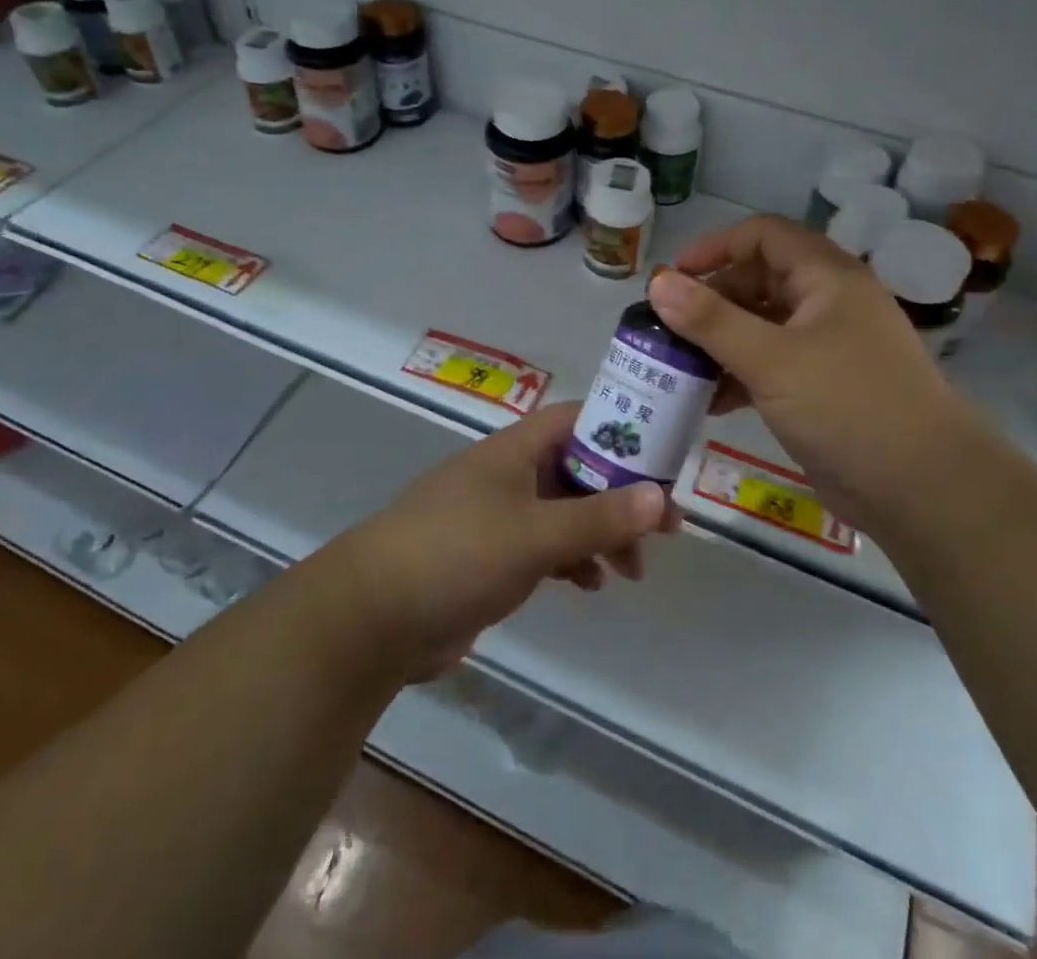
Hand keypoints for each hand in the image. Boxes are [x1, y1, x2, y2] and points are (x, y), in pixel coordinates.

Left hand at [316, 402, 677, 681]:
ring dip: (600, 533)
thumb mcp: (534, 535)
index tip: (662, 459)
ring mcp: (496, 515)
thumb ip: (598, 517)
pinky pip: (543, 546)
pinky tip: (589, 586)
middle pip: (577, 469)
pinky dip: (571, 559)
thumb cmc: (456, 555)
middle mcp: (508, 474)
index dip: (621, 430)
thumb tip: (660, 497)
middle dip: (620, 495)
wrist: (372, 617)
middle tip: (664, 529)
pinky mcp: (488, 555)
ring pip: (563, 511)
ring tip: (631, 570)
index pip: (577, 419)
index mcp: (515, 450)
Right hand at [648, 214, 975, 526]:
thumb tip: (656, 282)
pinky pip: (769, 365)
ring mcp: (825, 347)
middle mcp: (827, 303)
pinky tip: (707, 401)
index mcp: (826, 278)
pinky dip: (737, 375)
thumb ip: (711, 320)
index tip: (673, 278)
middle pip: (758, 280)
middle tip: (666, 329)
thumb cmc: (848, 406)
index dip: (715, 247)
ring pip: (760, 326)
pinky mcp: (820, 387)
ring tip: (676, 365)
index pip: (763, 235)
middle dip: (710, 300)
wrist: (924, 488)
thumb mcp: (772, 359)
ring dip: (719, 341)